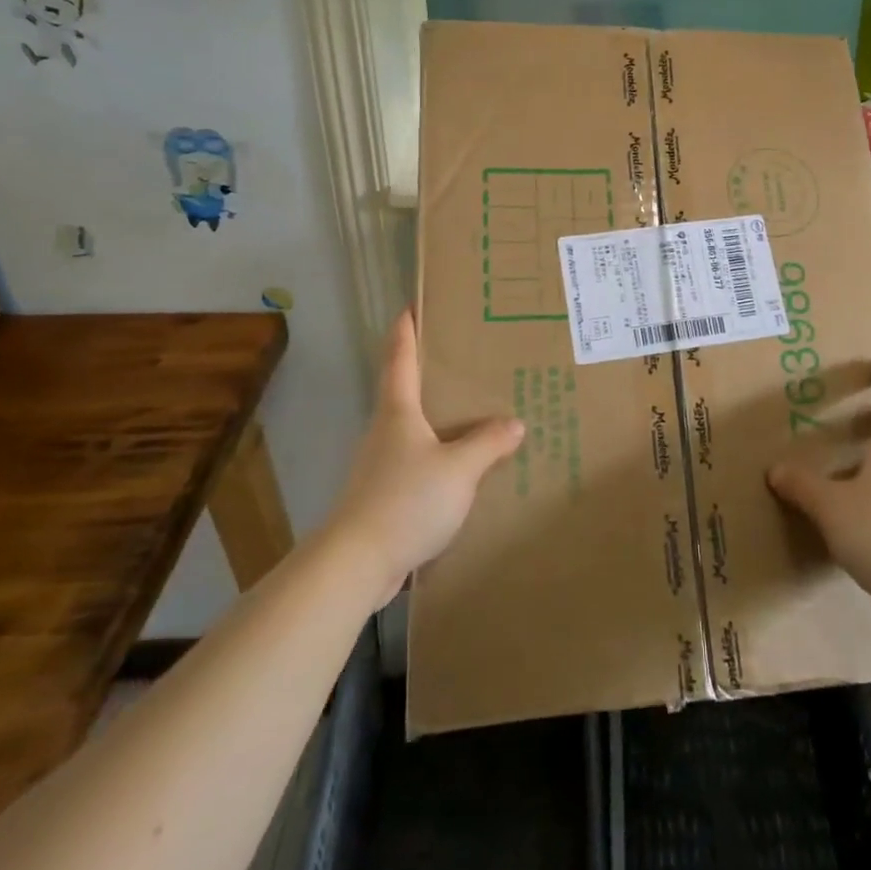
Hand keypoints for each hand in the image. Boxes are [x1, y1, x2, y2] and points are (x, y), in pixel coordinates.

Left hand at [325, 311, 522, 602]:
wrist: (356, 564)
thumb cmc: (406, 500)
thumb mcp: (459, 468)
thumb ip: (488, 444)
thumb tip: (514, 423)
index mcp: (397, 411)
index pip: (400, 358)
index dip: (405, 329)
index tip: (412, 305)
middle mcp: (385, 430)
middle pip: (405, 390)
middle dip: (429, 372)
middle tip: (464, 358)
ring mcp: (380, 464)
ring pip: (413, 429)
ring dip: (437, 418)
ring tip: (473, 413)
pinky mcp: (383, 495)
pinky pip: (417, 463)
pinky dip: (438, 456)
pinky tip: (462, 469)